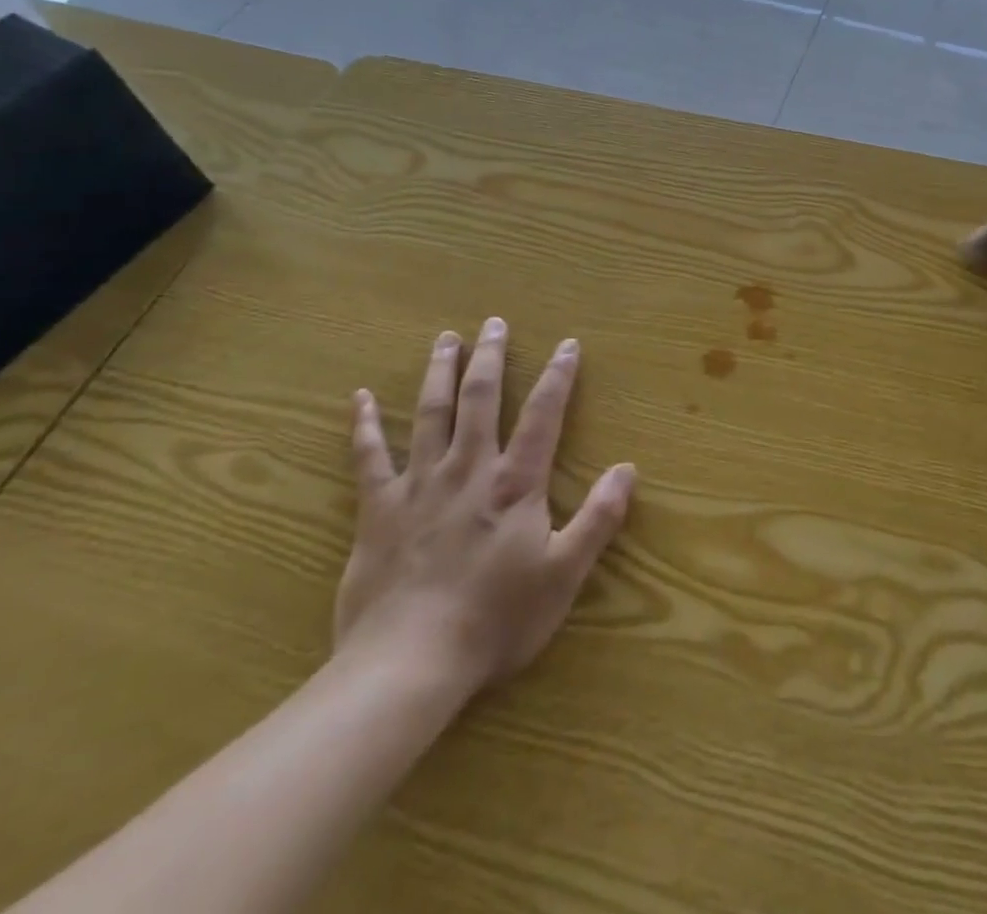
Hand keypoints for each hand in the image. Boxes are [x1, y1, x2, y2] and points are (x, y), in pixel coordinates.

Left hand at [333, 318, 636, 715]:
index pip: (543, 415)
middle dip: (490, 358)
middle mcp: (468, 470)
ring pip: (430, 414)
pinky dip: (363, 426)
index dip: (558, 377)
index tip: (567, 344)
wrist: (409, 665)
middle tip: (493, 323)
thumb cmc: (495, 621)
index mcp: (515, 484)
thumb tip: (628, 469)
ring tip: (445, 339)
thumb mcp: (563, 575)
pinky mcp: (378, 510)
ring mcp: (419, 486)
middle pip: (481, 399)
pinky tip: (358, 398)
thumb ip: (598, 519)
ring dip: (439, 373)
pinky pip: (369, 458)